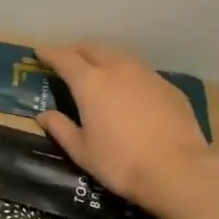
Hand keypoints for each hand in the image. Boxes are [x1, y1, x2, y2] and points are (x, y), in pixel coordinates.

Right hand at [35, 44, 218, 217]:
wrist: (178, 170)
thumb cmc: (120, 162)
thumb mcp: (82, 151)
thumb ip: (60, 129)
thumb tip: (44, 116)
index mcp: (91, 83)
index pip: (65, 59)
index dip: (50, 54)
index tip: (40, 52)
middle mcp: (118, 69)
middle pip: (93, 48)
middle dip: (77, 50)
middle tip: (68, 59)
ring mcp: (146, 75)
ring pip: (119, 55)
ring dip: (103, 58)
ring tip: (98, 69)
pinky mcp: (168, 86)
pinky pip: (140, 71)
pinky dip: (127, 73)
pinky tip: (129, 89)